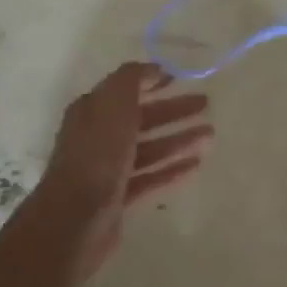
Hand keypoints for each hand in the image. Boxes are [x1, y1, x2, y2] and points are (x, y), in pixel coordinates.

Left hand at [33, 62, 211, 277]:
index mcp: (92, 111)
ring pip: (149, 148)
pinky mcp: (118, 197)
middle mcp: (98, 137)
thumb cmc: (97, 154)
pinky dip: (172, 169)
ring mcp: (108, 169)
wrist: (76, 218)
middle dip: (173, 110)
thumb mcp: (113, 104)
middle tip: (206, 104)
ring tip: (210, 135)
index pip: (124, 89)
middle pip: (141, 118)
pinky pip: (150, 177)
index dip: (151, 81)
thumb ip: (131, 80)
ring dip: (179, 139)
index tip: (180, 78)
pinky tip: (196, 165)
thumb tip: (152, 68)